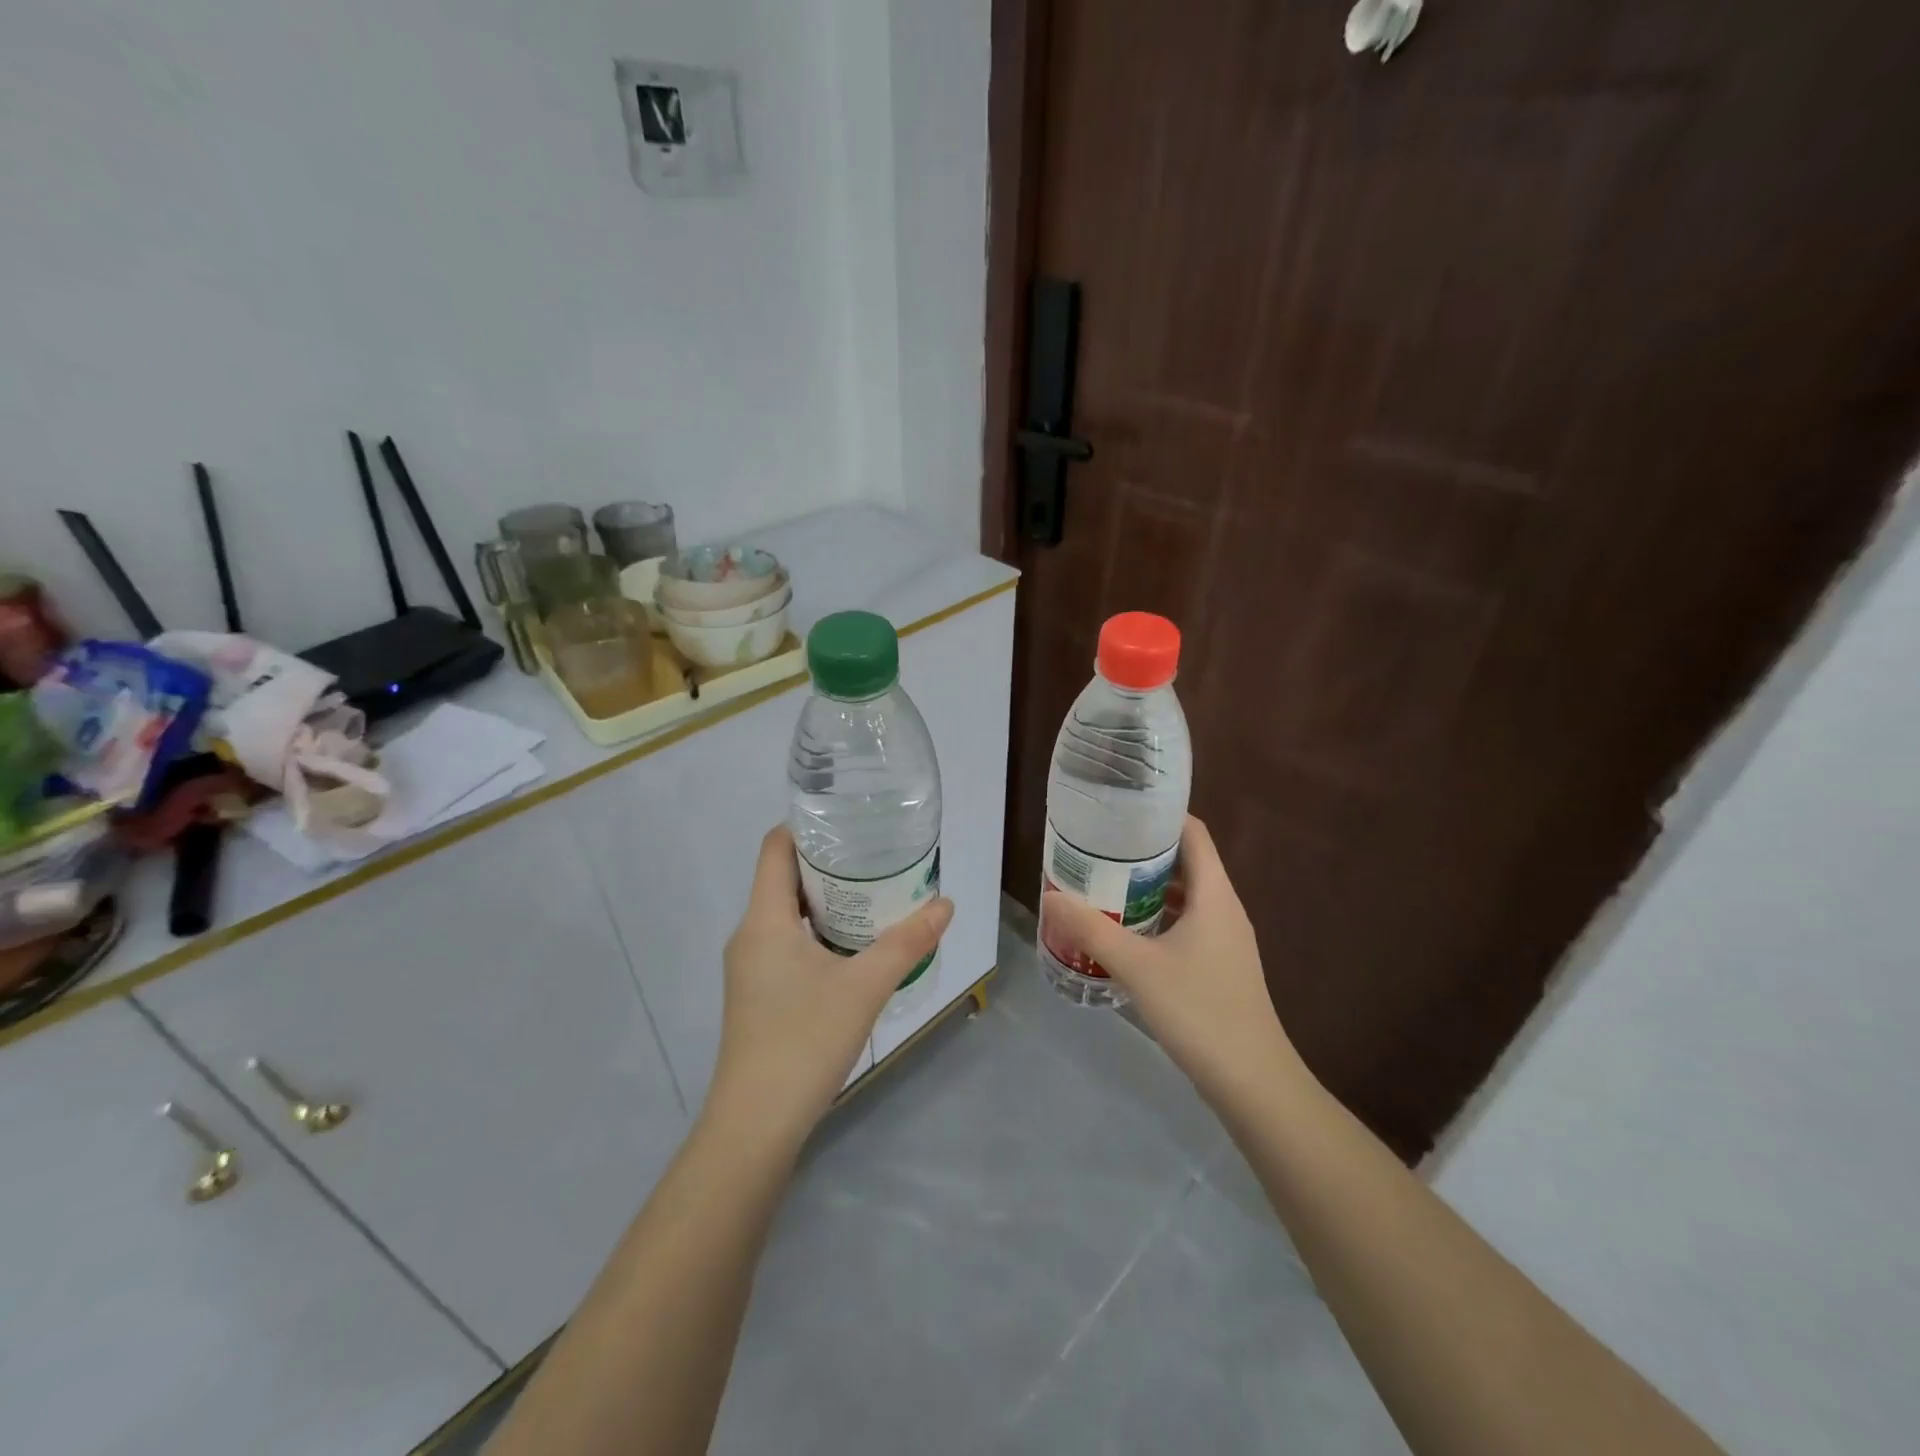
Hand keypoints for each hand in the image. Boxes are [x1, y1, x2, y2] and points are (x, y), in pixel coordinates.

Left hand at [708, 826, 953, 1151]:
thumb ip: (907, 942)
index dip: (807, 826)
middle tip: (877, 856)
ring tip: (874, 894)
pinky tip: (855, 946)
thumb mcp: (865, 986)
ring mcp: (751, 967)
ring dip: (827, 900)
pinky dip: (819, 931)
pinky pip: (788, 942)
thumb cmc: (803, 1041)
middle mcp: (750, 935)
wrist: (755, 1126)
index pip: (775, 847)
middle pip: (783, 877)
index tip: (850, 821)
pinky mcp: (758, 994)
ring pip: (787, 913)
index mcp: (764, 919)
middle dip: (828, 863)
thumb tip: (945, 904)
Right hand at [1041, 816, 1305, 1106]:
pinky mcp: (1220, 966)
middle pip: (1186, 862)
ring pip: (1184, 897)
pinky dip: (1156, 919)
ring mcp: (1225, 940)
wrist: (1253, 1082)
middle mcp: (1224, 908)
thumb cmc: (1200, 1011)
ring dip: (1147, 889)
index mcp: (1215, 895)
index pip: (1193, 833)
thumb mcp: (1138, 967)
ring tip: (1103, 886)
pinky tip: (1125, 934)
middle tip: (1097, 850)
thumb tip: (1051, 896)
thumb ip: (1092, 929)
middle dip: (1142, 853)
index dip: (1160, 816)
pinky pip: (1186, 925)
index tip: (1119, 812)